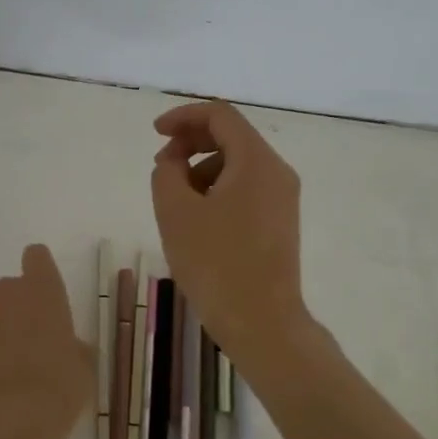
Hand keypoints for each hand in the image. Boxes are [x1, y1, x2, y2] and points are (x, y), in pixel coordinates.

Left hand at [0, 244, 92, 438]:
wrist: (7, 421)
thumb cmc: (58, 387)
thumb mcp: (83, 368)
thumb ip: (74, 346)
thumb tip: (68, 347)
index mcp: (44, 291)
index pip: (37, 257)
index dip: (41, 271)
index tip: (48, 295)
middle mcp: (8, 294)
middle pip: (13, 287)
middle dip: (22, 306)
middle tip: (36, 341)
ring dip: (2, 330)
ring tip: (14, 367)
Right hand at [151, 101, 309, 362]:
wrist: (262, 322)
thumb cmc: (215, 263)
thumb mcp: (175, 212)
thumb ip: (166, 171)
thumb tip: (173, 160)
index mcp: (256, 161)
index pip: (220, 116)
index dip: (183, 117)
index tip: (155, 134)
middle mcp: (277, 172)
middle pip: (232, 137)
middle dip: (191, 143)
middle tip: (161, 167)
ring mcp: (283, 198)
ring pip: (238, 165)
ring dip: (202, 169)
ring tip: (176, 201)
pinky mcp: (280, 222)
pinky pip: (246, 189)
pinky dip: (218, 190)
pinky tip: (197, 220)